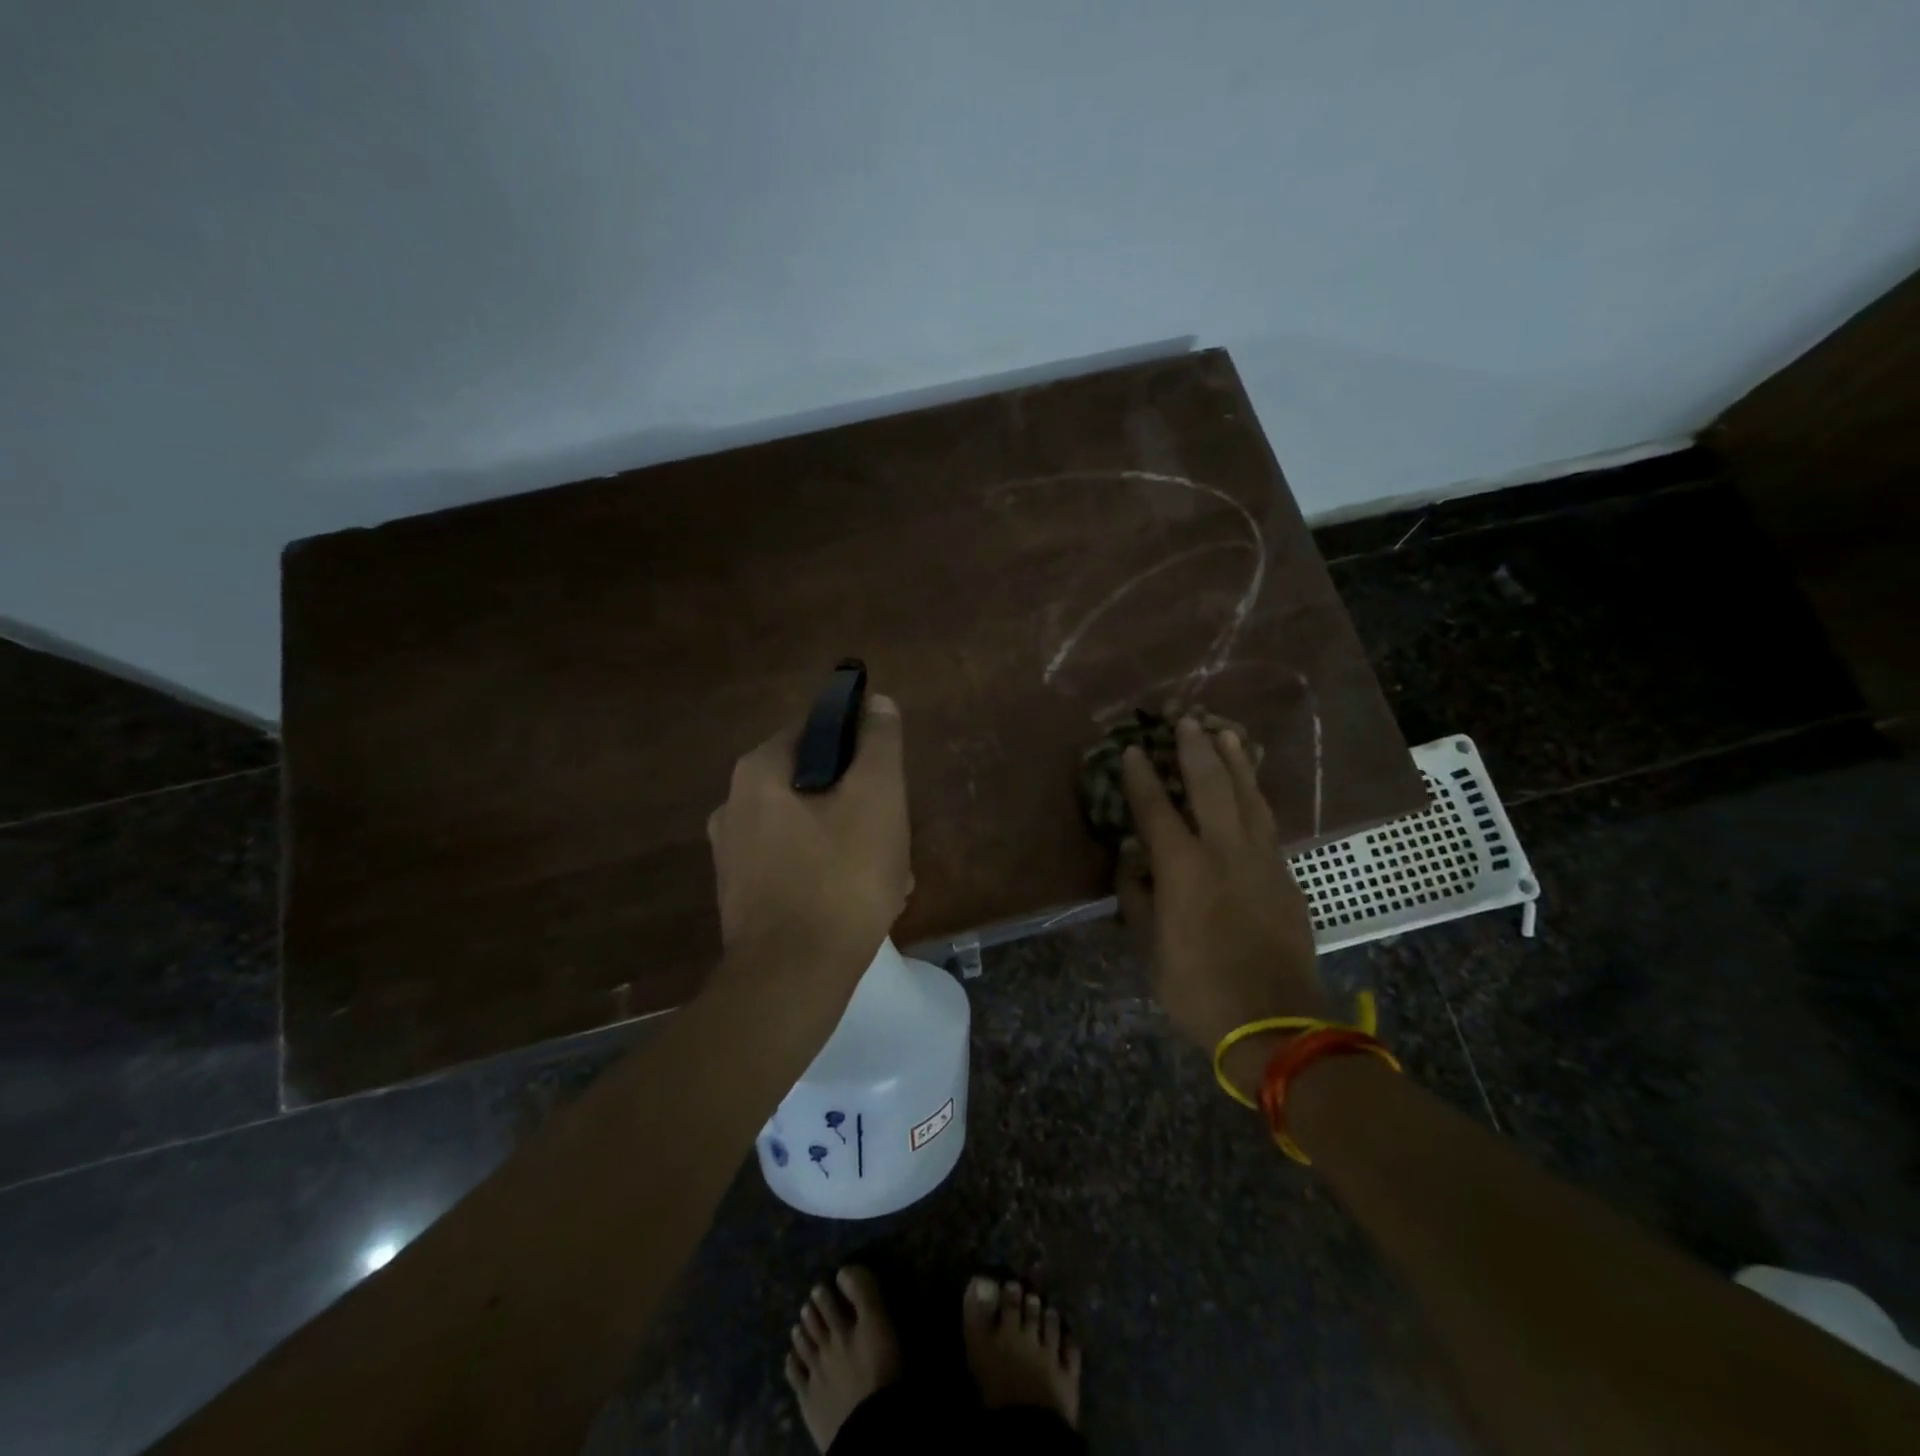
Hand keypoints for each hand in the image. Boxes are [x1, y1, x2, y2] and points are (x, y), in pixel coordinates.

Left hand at [706, 693, 912, 975]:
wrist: (791, 981)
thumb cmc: (840, 879)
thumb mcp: (876, 798)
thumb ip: (879, 744)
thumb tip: (876, 702)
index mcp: (758, 772)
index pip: (816, 730)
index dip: (859, 747)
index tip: (888, 779)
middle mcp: (734, 806)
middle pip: (816, 784)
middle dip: (861, 806)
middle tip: (894, 836)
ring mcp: (734, 856)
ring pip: (811, 829)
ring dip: (853, 844)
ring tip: (890, 877)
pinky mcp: (743, 896)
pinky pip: (797, 866)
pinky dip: (830, 874)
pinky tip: (862, 903)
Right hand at [1117, 717, 1326, 1093]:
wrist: (1275, 1021)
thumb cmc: (1198, 988)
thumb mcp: (1151, 949)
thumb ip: (1138, 900)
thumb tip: (1131, 864)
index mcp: (1183, 869)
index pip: (1156, 810)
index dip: (1141, 777)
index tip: (1133, 749)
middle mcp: (1223, 852)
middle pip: (1210, 787)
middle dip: (1196, 750)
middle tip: (1186, 720)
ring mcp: (1261, 861)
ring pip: (1249, 797)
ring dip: (1235, 762)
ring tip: (1226, 732)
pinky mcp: (1286, 876)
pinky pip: (1267, 822)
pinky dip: (1256, 796)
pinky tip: (1251, 787)